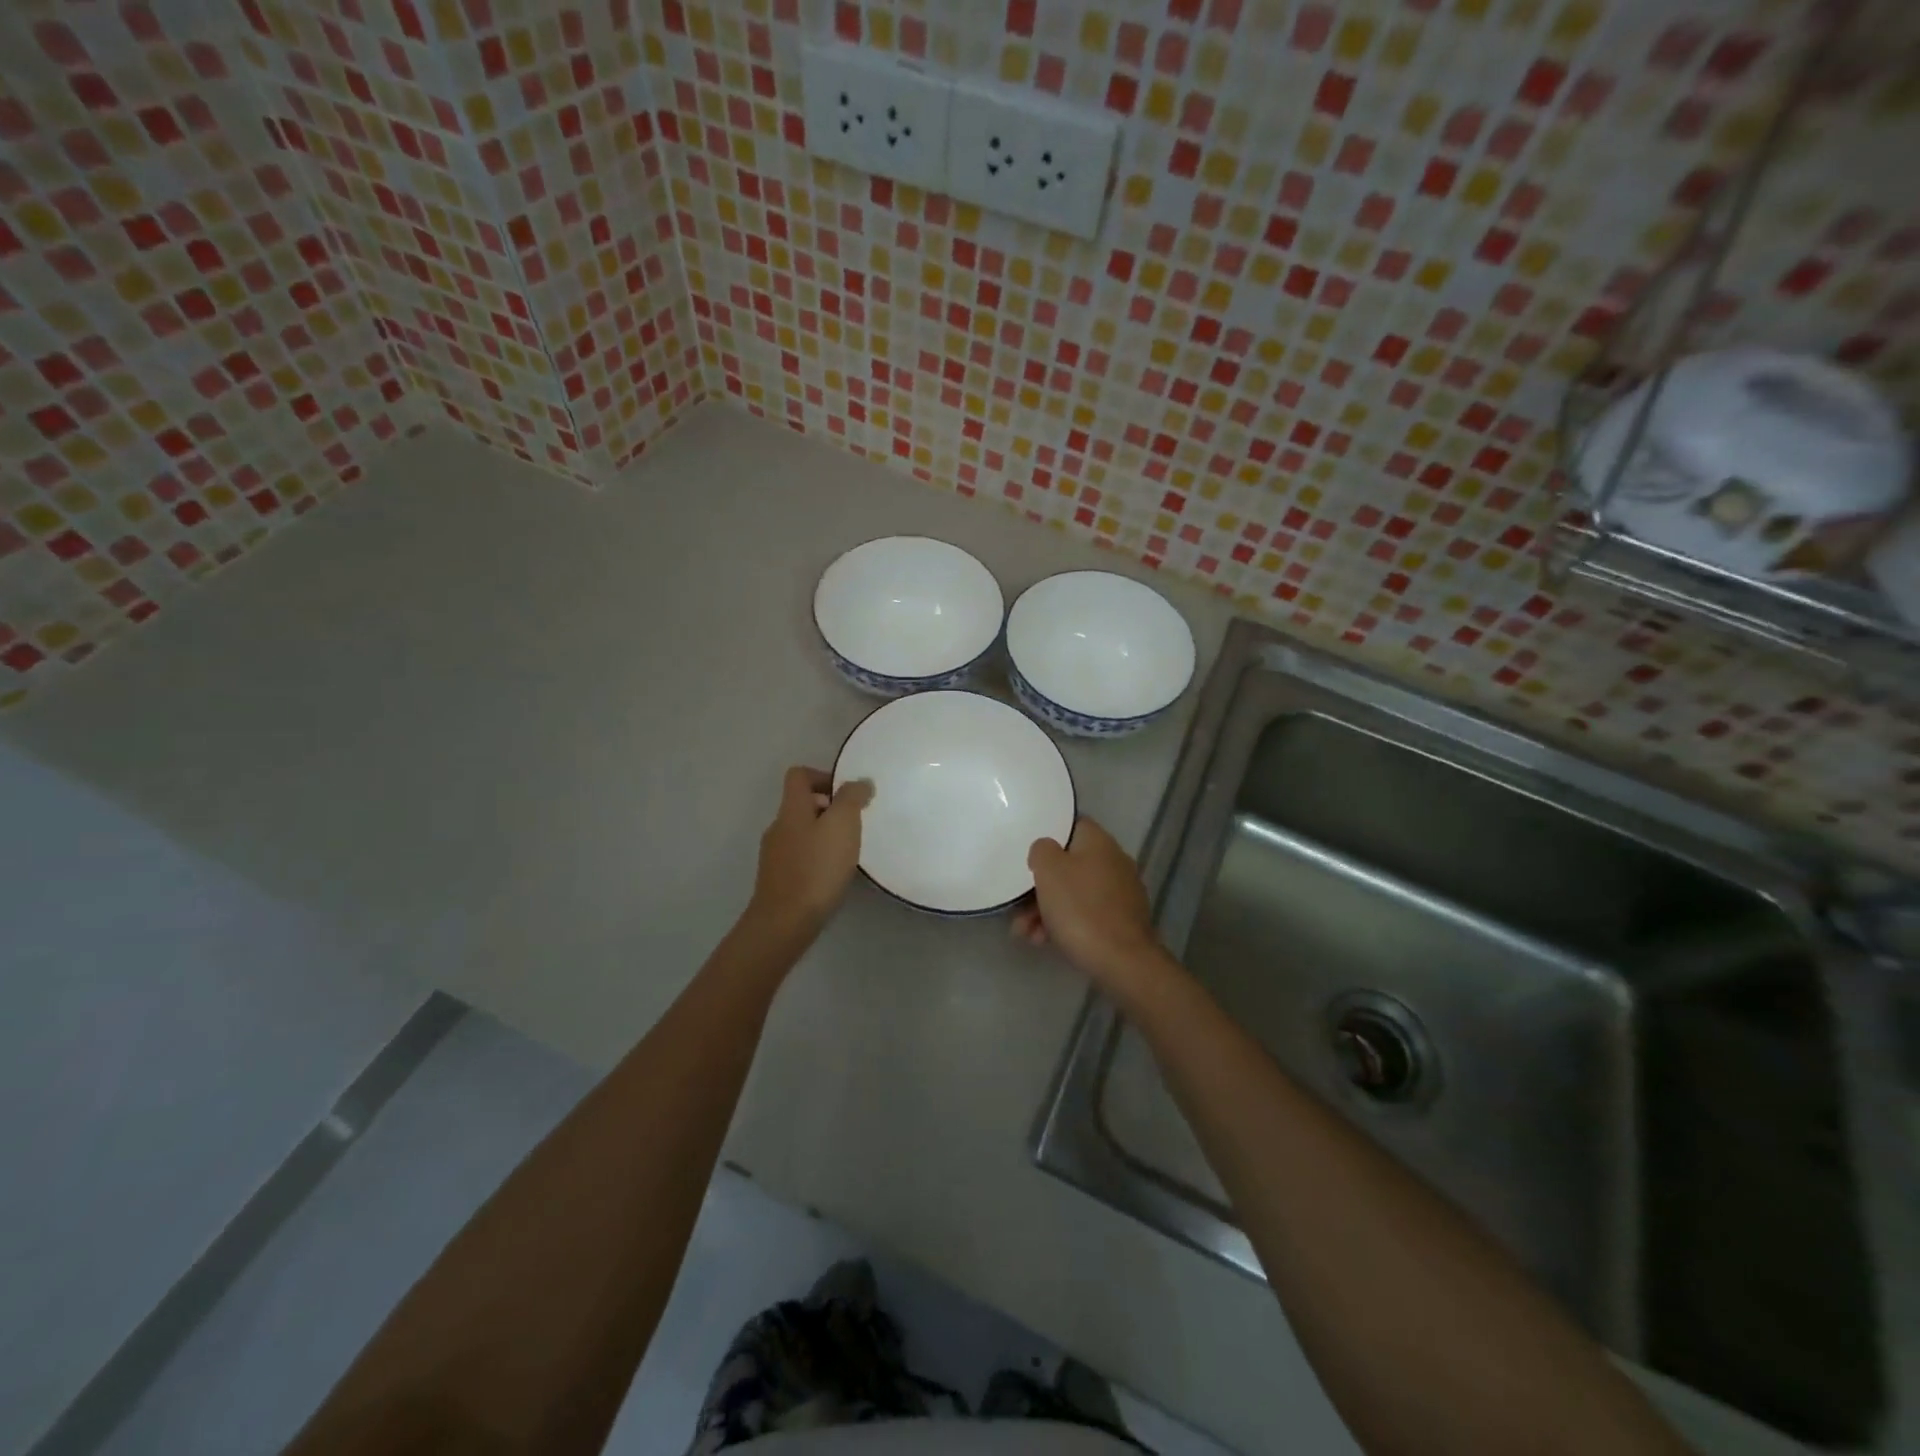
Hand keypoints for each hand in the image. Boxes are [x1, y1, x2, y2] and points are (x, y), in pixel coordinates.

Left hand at [746, 766, 872, 942]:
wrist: (785, 921)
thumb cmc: (817, 867)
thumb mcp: (842, 824)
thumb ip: (852, 798)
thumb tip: (860, 782)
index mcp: (792, 808)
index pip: (799, 775)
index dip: (823, 776)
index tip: (847, 794)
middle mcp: (779, 826)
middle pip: (801, 804)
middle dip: (830, 808)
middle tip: (855, 824)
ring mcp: (775, 854)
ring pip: (802, 831)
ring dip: (824, 834)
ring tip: (848, 851)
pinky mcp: (778, 879)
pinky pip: (800, 856)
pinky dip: (817, 857)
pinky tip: (833, 874)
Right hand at [1012, 817, 1174, 999]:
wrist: (1122, 961)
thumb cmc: (1080, 908)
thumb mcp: (1049, 871)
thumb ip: (1041, 850)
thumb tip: (1046, 850)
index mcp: (1099, 842)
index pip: (1071, 825)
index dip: (1047, 836)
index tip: (1027, 855)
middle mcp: (1114, 861)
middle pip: (1069, 864)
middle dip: (1040, 886)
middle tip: (1018, 906)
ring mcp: (1121, 893)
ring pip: (1074, 893)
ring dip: (1046, 910)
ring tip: (1025, 933)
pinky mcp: (1122, 921)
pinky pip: (1086, 914)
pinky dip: (1064, 924)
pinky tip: (1044, 942)